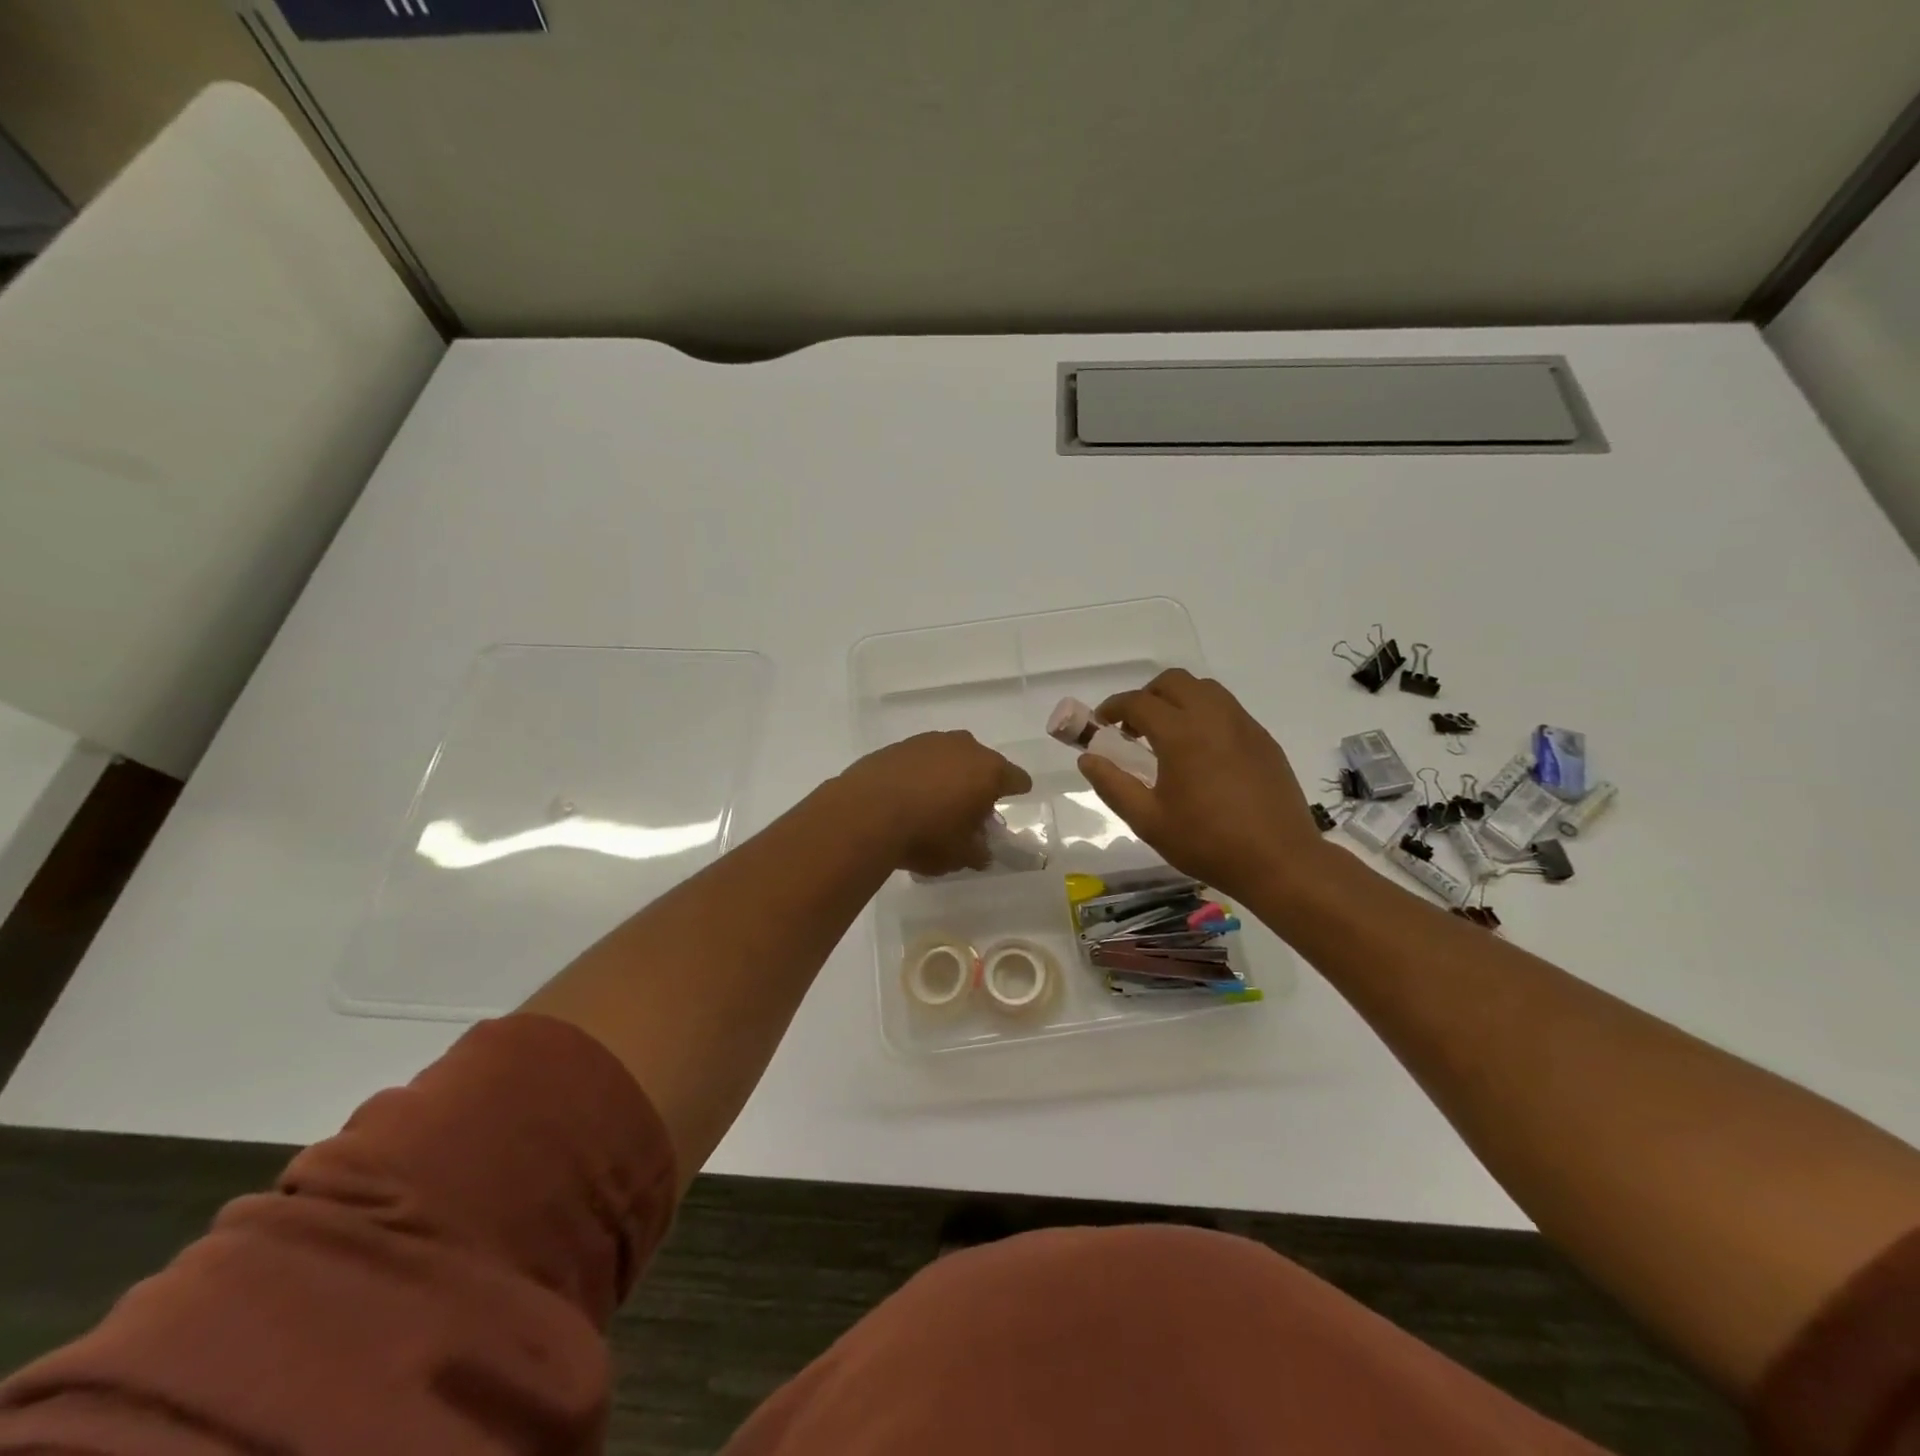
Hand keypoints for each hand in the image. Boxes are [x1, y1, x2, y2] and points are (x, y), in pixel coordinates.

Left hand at [838, 731, 1031, 876]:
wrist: (865, 813)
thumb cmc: (926, 835)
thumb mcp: (960, 855)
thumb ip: (978, 852)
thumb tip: (981, 852)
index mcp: (988, 771)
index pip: (1016, 778)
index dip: (1017, 790)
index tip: (1015, 798)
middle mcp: (963, 747)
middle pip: (981, 763)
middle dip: (979, 783)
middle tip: (970, 809)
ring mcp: (928, 742)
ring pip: (949, 757)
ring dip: (948, 775)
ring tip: (935, 802)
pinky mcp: (898, 746)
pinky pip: (920, 760)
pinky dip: (920, 774)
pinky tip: (908, 795)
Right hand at [1079, 670, 1324, 905]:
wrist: (1280, 861)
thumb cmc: (1207, 843)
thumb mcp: (1148, 821)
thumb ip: (1113, 785)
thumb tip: (1087, 758)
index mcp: (1181, 734)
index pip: (1138, 702)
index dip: (1113, 707)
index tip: (1101, 723)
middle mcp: (1213, 717)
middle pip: (1173, 682)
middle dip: (1147, 696)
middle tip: (1134, 728)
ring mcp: (1243, 725)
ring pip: (1204, 688)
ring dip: (1178, 700)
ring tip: (1167, 735)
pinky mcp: (1263, 739)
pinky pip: (1228, 708)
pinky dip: (1205, 713)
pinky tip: (1201, 750)